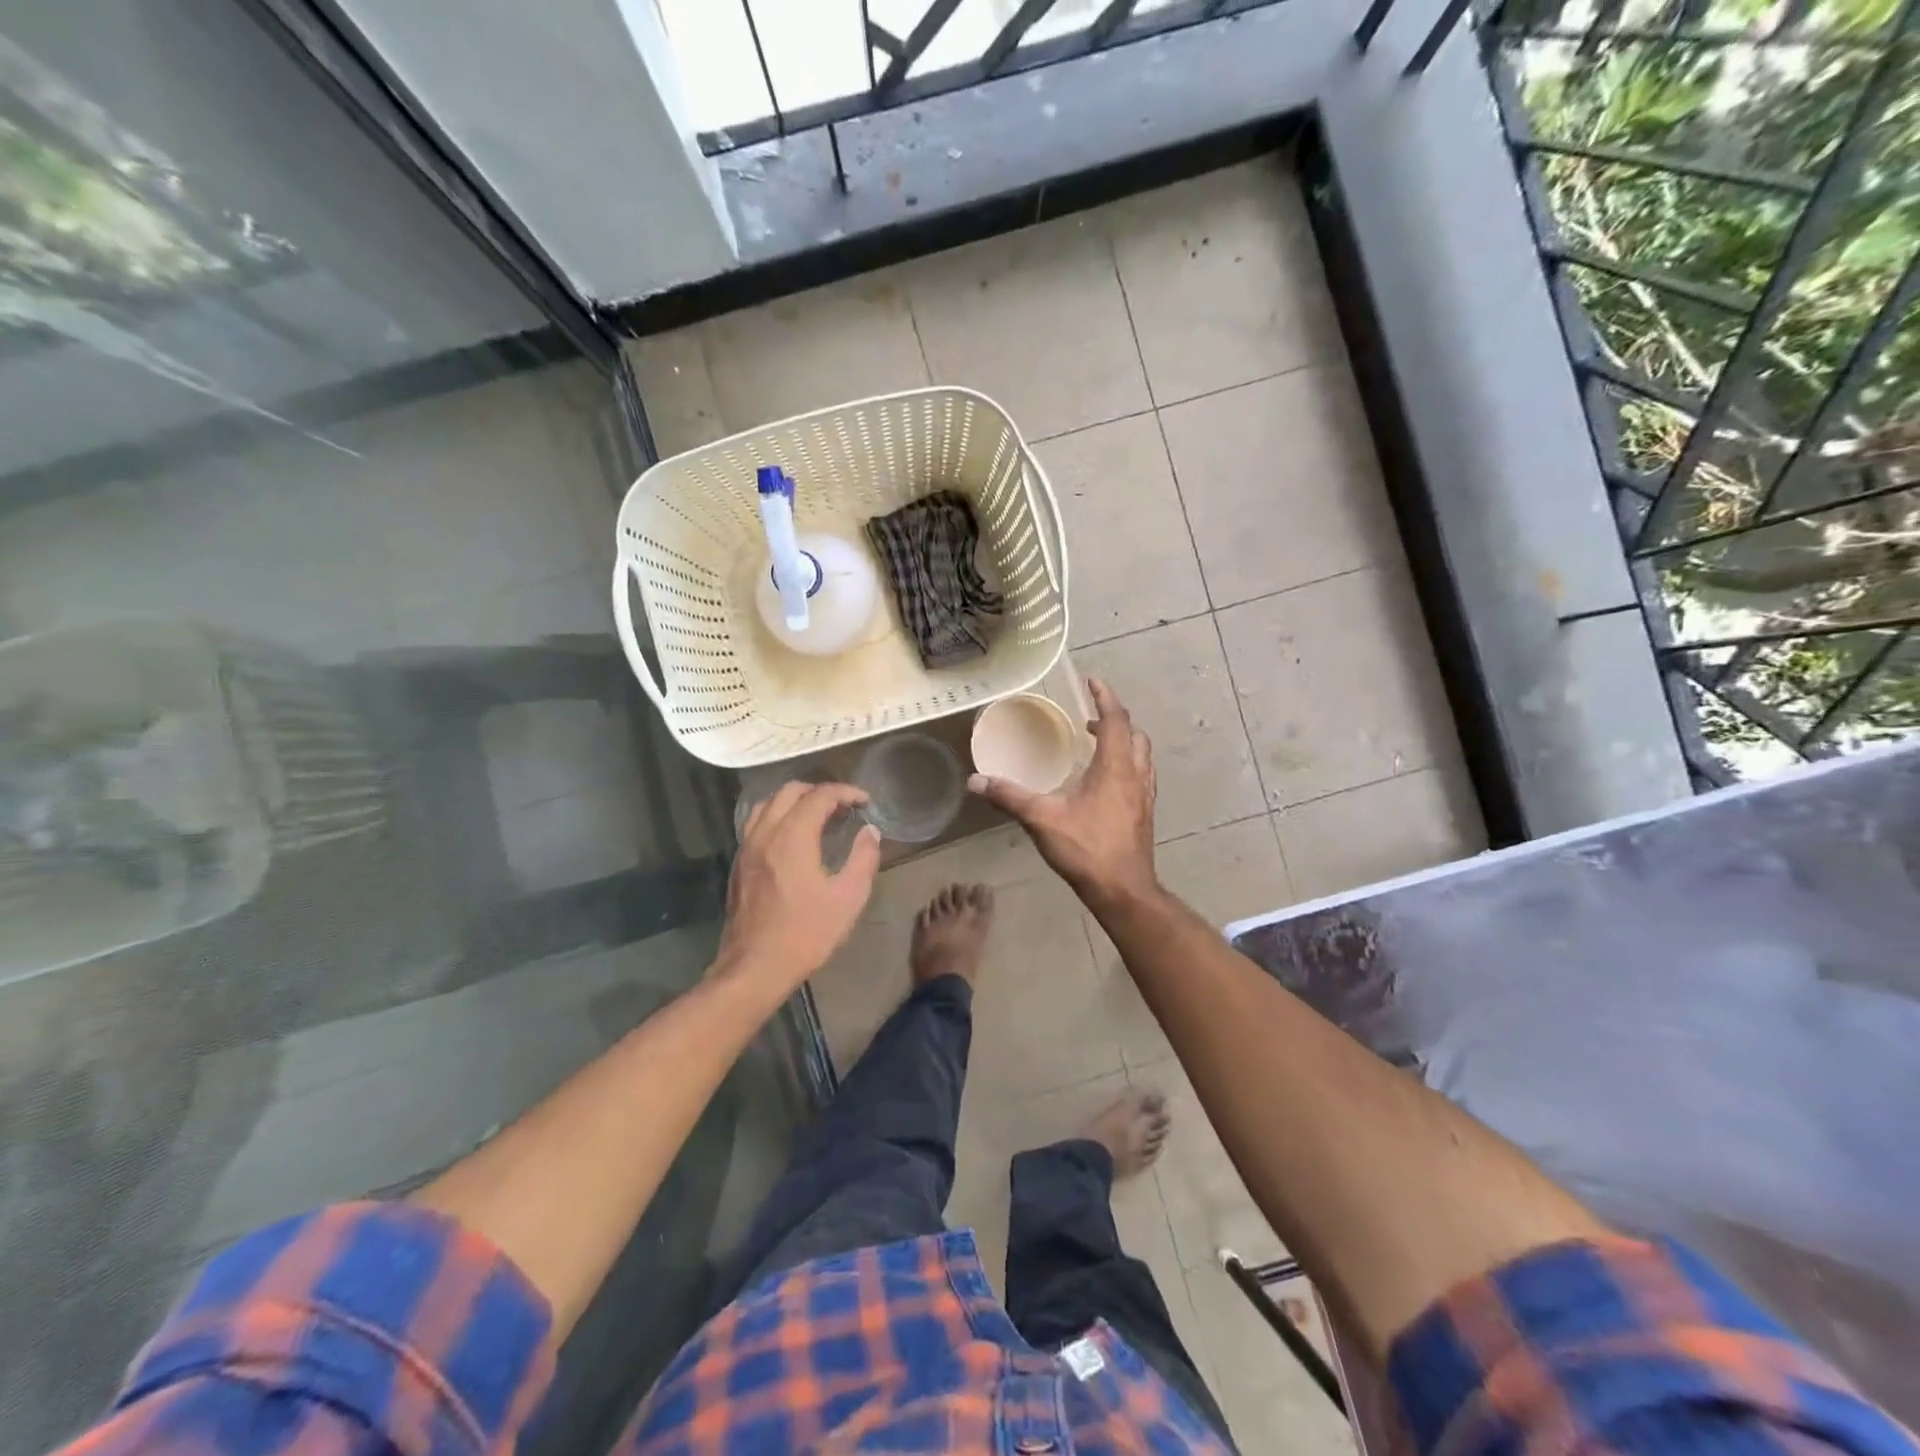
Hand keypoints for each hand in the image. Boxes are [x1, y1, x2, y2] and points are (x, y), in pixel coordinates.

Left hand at [718, 782, 881, 988]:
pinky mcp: (739, 864)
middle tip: (843, 807)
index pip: (820, 796)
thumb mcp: (848, 898)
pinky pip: (756, 823)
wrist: (755, 967)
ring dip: (795, 801)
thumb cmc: (806, 933)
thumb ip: (863, 859)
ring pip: (767, 804)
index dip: (846, 792)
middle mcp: (765, 833)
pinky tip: (793, 837)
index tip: (865, 801)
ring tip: (817, 816)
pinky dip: (777, 816)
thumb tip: (870, 832)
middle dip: (819, 791)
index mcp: (792, 837)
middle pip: (790, 791)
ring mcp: (747, 848)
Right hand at [968, 677, 1158, 905]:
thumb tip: (974, 781)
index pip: (1116, 719)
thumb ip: (1008, 796)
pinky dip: (1128, 764)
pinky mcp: (1145, 813)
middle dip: (1114, 720)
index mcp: (1114, 767)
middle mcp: (1135, 775)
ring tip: (1099, 745)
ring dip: (1124, 741)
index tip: (1093, 681)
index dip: (1105, 697)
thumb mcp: (1041, 819)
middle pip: (1134, 734)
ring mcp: (1145, 795)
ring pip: (1142, 755)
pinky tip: (1108, 782)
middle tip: (1089, 720)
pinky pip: (1142, 775)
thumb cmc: (1086, 849)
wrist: (1123, 890)